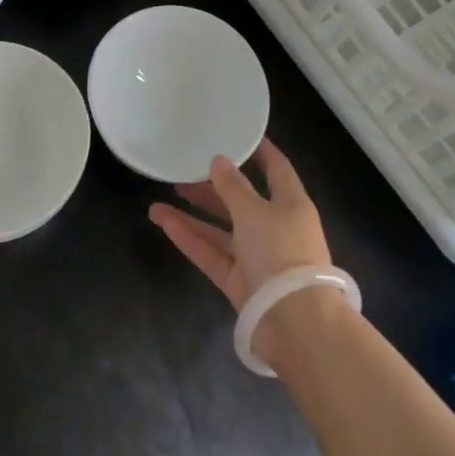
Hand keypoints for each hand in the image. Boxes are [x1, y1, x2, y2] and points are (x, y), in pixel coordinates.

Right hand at [148, 139, 333, 366]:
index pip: (276, 169)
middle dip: (212, 186)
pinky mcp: (239, 281)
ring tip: (159, 199)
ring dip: (193, 214)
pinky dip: (190, 238)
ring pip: (221, 229)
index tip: (237, 134)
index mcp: (290, 203)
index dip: (259, 151)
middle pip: (241, 200)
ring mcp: (256, 256)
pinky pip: (212, 253)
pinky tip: (164, 222)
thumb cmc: (282, 252)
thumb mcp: (255, 211)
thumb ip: (233, 187)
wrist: (295, 321)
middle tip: (182, 171)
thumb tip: (218, 161)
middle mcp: (275, 227)